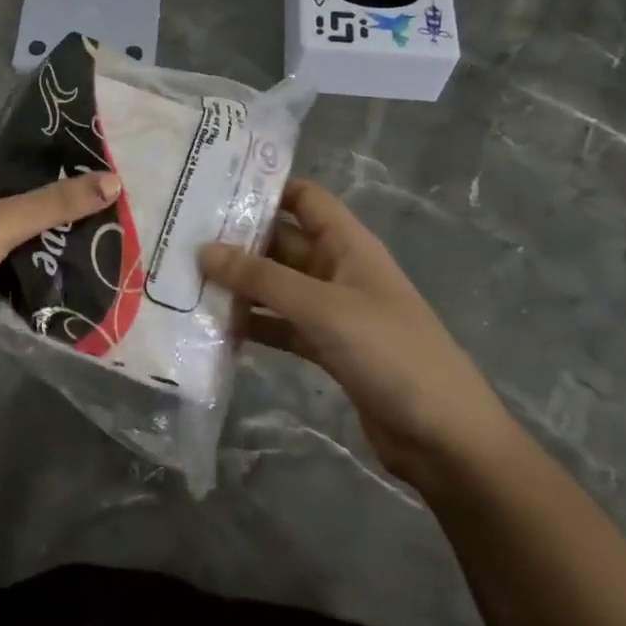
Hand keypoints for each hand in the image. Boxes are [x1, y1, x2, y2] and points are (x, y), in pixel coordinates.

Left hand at [0, 134, 120, 375]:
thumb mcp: (1, 223)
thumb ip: (55, 203)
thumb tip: (114, 180)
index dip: (27, 146)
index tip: (72, 151)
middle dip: (36, 190)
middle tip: (84, 189)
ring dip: (29, 226)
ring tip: (79, 222)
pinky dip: (17, 256)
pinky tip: (53, 259)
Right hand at [202, 180, 517, 488]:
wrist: (445, 437)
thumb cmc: (390, 353)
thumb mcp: (322, 308)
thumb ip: (262, 279)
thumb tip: (203, 250)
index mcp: (348, 245)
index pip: (304, 198)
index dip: (265, 188)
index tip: (213, 188)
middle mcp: (338, 270)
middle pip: (281, 242)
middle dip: (237, 242)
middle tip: (181, 240)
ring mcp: (332, 311)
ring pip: (276, 286)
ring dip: (240, 286)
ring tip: (185, 282)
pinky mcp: (326, 348)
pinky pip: (280, 325)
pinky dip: (253, 325)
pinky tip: (215, 329)